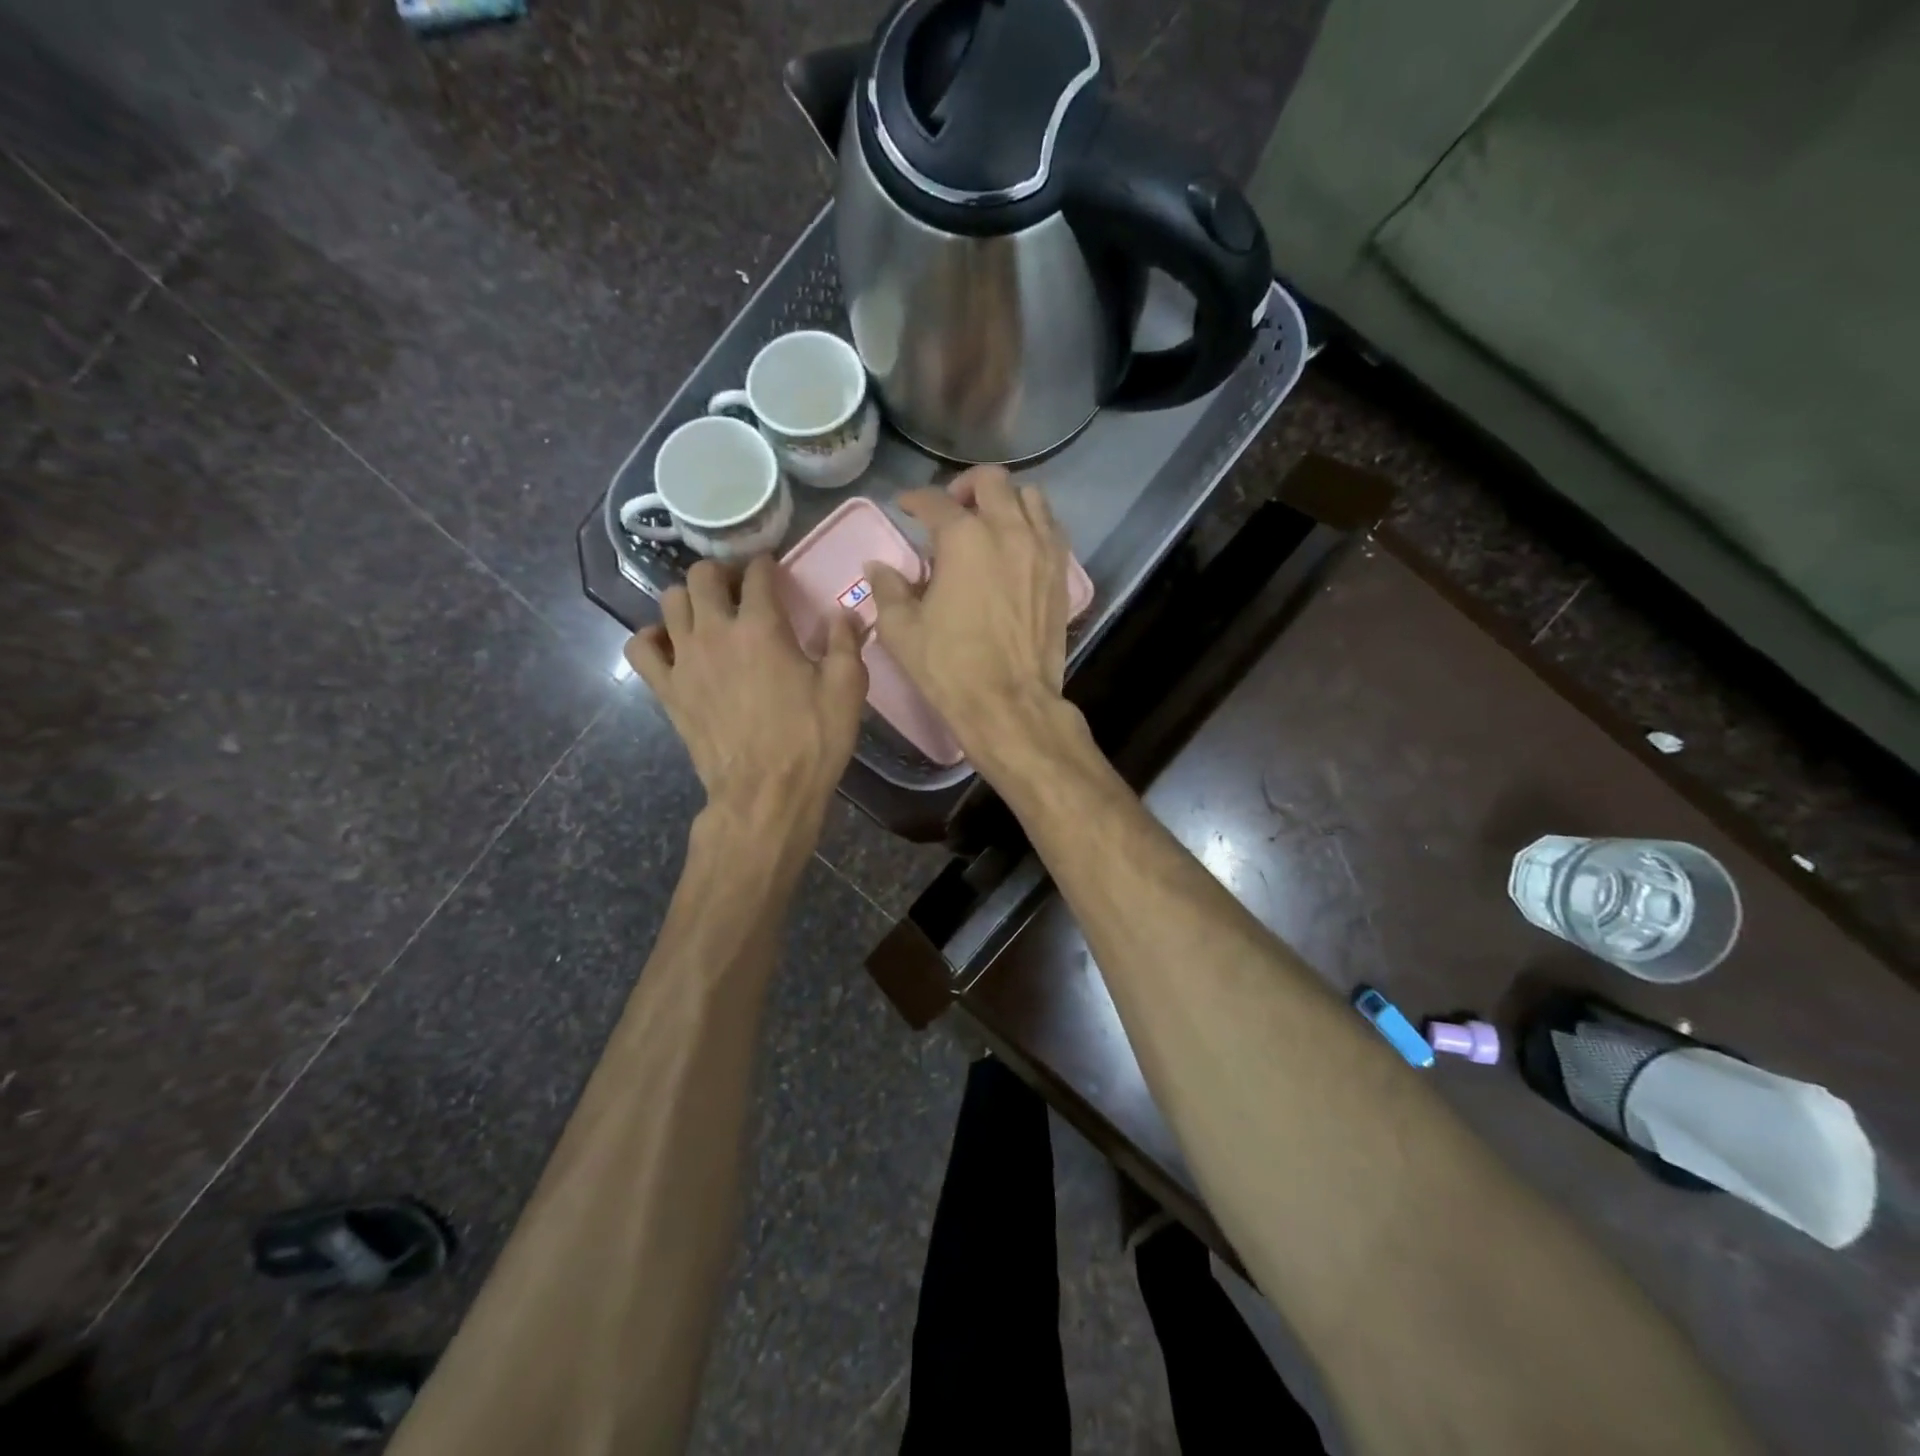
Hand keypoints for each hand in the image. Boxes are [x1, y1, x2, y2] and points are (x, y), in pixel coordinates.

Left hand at [625, 557, 865, 832]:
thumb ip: (846, 643)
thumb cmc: (812, 740)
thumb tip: (846, 613)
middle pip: (701, 576)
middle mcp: (716, 632)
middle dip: (721, 573)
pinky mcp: (667, 689)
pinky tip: (672, 646)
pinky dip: (652, 638)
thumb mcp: (847, 689)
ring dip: (688, 599)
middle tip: (739, 589)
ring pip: (668, 602)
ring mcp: (685, 660)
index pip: (757, 574)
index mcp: (763, 627)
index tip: (774, 572)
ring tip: (708, 614)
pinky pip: (640, 647)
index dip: (767, 566)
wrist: (766, 793)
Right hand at [866, 466, 1070, 761]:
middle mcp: (1008, 530)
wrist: (1009, 702)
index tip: (906, 507)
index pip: (935, 502)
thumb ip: (888, 589)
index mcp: (964, 538)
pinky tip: (1017, 546)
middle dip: (965, 487)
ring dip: (1006, 500)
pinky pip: (1051, 528)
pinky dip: (1032, 524)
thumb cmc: (950, 667)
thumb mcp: (902, 630)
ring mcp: (1041, 549)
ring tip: (989, 523)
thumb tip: (879, 567)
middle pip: (991, 481)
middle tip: (952, 509)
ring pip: (1030, 497)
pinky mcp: (1060, 572)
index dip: (915, 500)